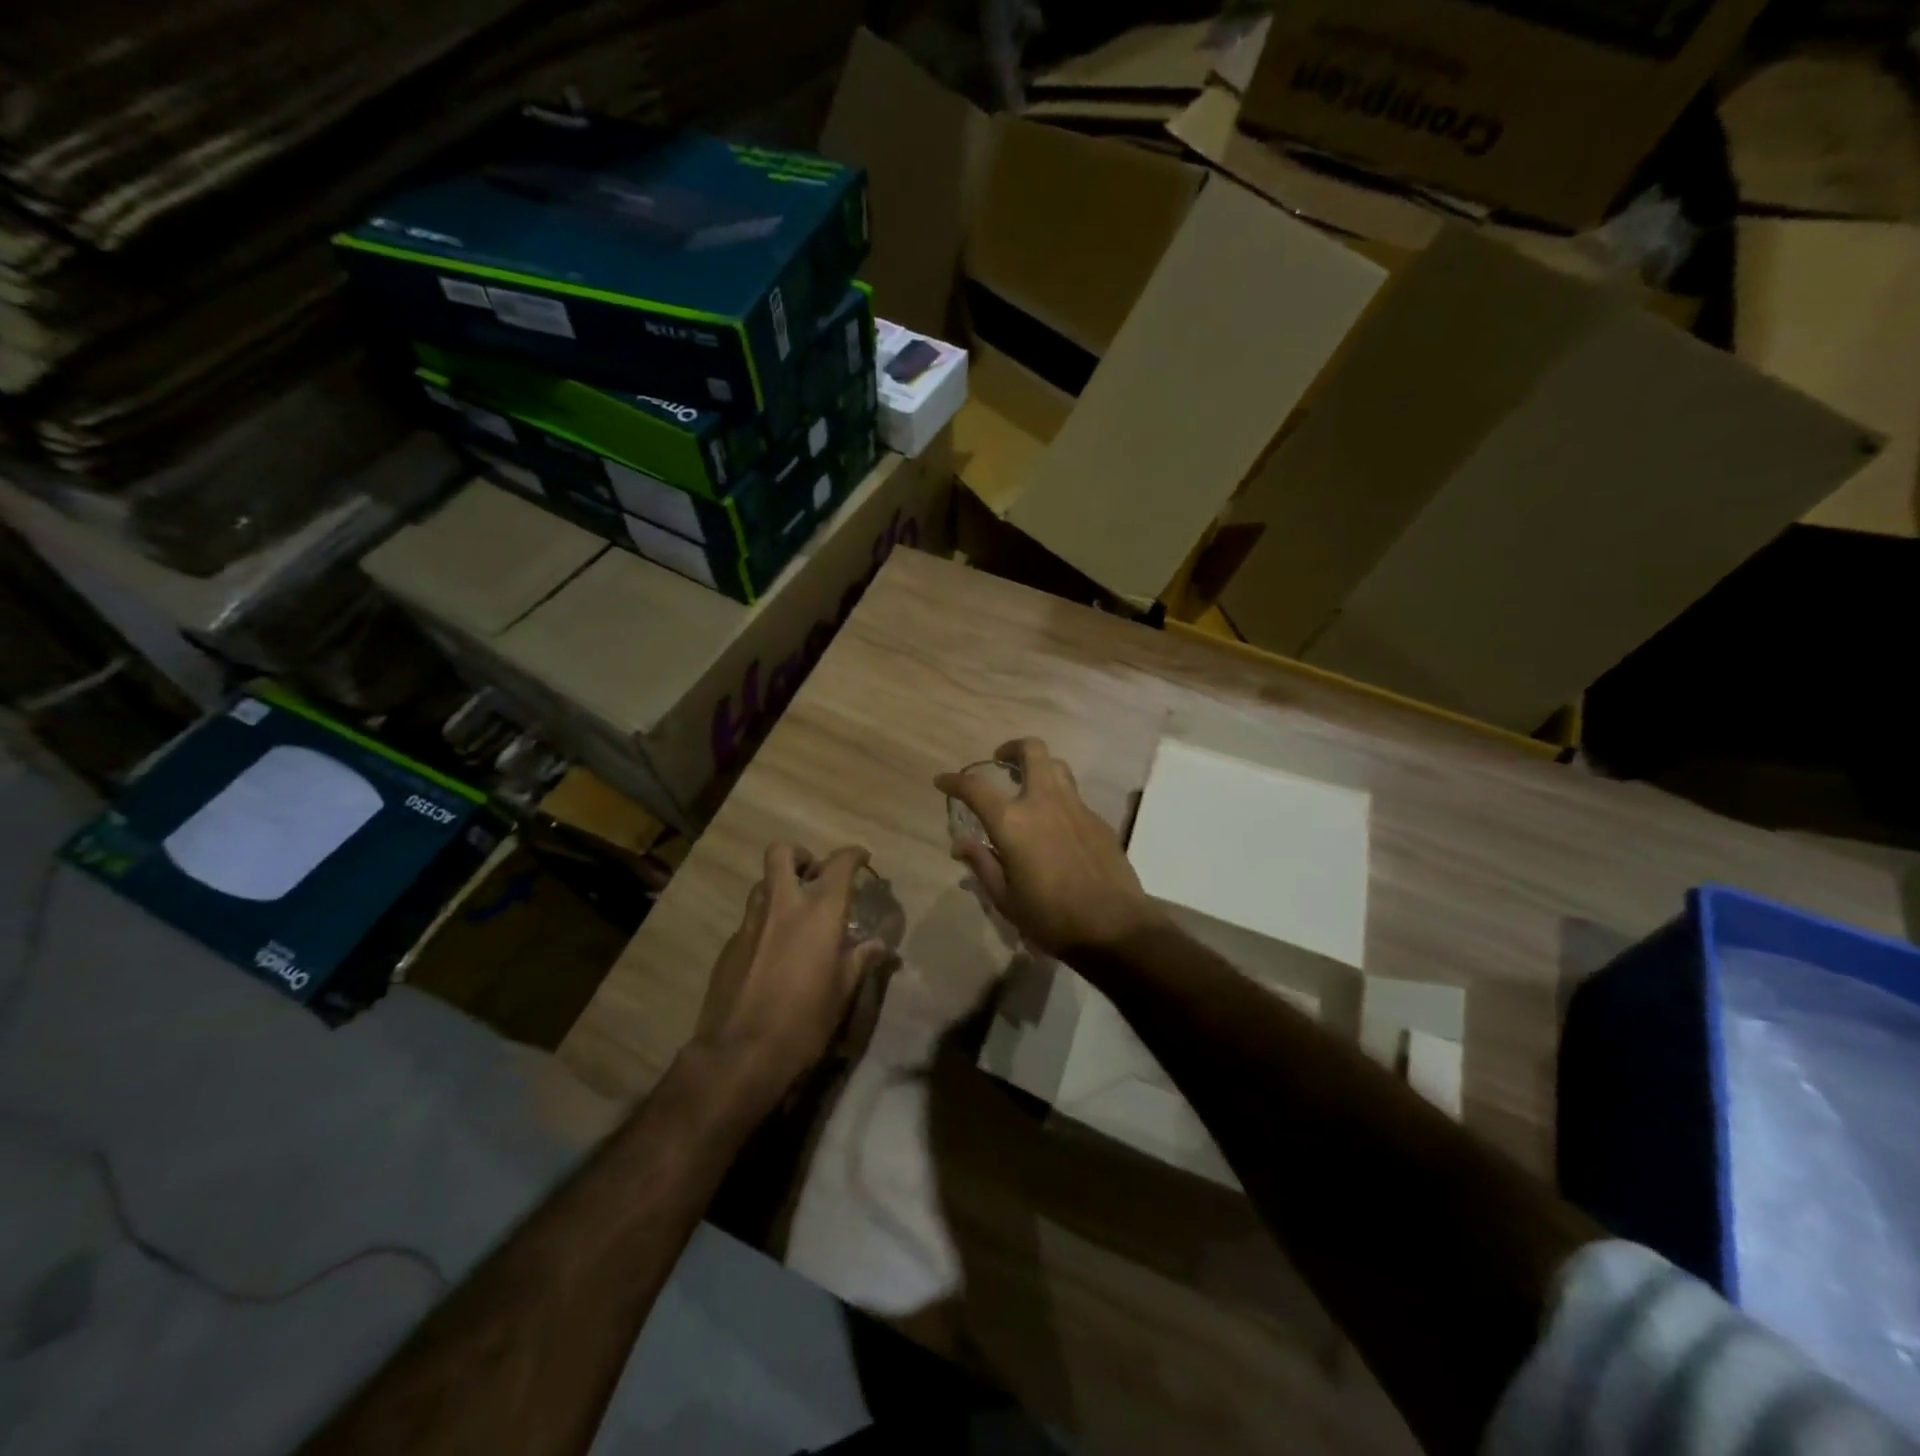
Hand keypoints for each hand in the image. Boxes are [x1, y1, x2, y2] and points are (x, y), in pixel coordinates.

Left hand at [691, 843, 889, 1114]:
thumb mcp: (842, 992)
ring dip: (779, 887)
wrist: (740, 1054)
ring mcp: (750, 923)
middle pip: (782, 853)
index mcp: (819, 912)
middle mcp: (782, 906)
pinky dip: (765, 922)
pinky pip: (750, 919)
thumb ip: (860, 959)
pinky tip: (773, 953)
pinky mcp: (729, 946)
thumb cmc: (804, 1021)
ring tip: (795, 914)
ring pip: (762, 883)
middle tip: (814, 876)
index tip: (862, 859)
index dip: (853, 855)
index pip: (839, 864)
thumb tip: (878, 945)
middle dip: (801, 856)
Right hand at [936, 738, 1162, 957]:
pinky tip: (1055, 823)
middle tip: (1001, 761)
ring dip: (1039, 766)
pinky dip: (1058, 797)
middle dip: (1012, 748)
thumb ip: (982, 864)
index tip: (943, 781)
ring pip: (1057, 766)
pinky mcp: (1098, 819)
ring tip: (1028, 785)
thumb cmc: (1050, 917)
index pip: (975, 788)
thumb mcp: (1005, 898)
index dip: (954, 781)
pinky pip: (1074, 795)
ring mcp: (1075, 807)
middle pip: (1031, 751)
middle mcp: (1044, 802)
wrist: (1113, 926)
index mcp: (1012, 822)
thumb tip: (961, 845)